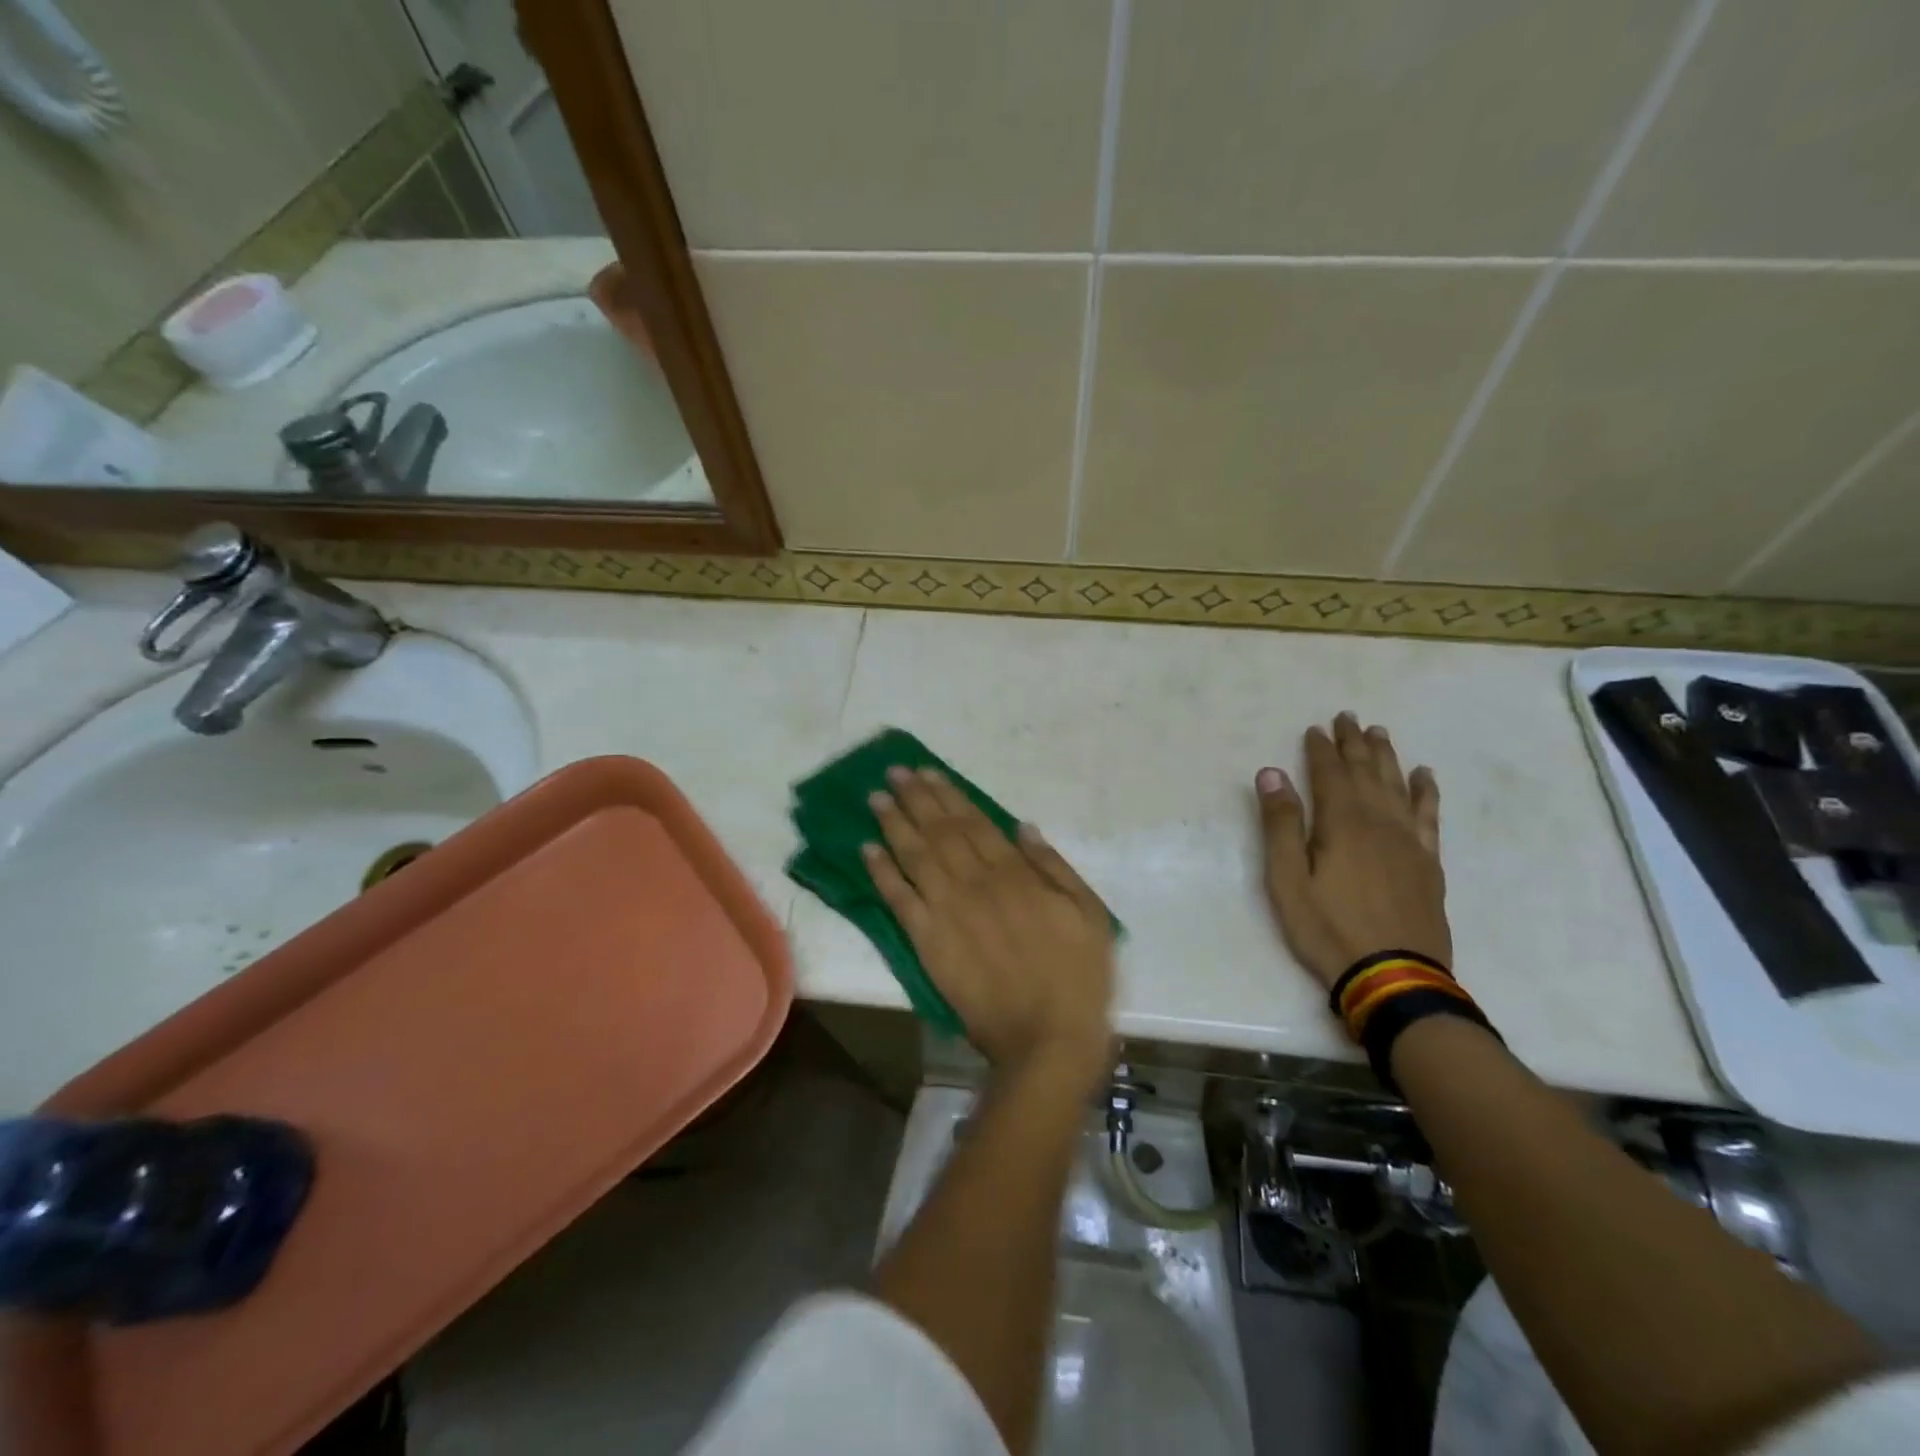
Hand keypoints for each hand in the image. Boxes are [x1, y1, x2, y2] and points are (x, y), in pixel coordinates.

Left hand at [863, 767, 1115, 1084]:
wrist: (1046, 1039)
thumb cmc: (1076, 976)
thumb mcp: (1088, 913)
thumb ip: (1053, 867)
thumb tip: (1022, 827)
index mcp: (1014, 873)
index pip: (974, 822)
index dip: (948, 795)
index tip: (927, 773)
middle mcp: (975, 882)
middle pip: (939, 831)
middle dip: (915, 799)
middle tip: (893, 772)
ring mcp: (947, 911)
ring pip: (914, 856)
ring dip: (894, 824)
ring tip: (876, 797)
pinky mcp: (927, 942)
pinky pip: (899, 899)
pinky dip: (881, 872)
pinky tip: (866, 850)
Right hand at [1255, 713, 1450, 989]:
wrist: (1393, 976)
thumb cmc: (1327, 928)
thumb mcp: (1286, 879)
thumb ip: (1280, 824)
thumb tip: (1271, 773)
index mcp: (1342, 823)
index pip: (1330, 774)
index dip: (1321, 749)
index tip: (1315, 729)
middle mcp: (1379, 822)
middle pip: (1367, 772)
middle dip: (1355, 744)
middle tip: (1348, 717)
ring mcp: (1409, 842)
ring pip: (1398, 786)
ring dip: (1387, 758)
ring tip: (1380, 734)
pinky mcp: (1428, 863)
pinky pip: (1428, 816)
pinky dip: (1425, 792)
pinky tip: (1424, 777)